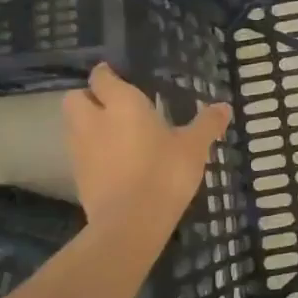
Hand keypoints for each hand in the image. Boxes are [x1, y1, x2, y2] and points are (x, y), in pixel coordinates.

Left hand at [63, 63, 232, 231]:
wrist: (130, 223)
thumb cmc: (164, 173)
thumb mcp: (194, 147)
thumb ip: (206, 124)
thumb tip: (224, 107)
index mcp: (122, 104)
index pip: (102, 77)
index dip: (107, 74)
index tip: (118, 76)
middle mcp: (94, 120)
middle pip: (75, 97)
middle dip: (87, 97)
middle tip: (111, 105)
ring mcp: (80, 149)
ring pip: (73, 126)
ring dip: (87, 125)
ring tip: (113, 134)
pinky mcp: (77, 176)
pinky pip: (79, 153)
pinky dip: (91, 152)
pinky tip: (113, 162)